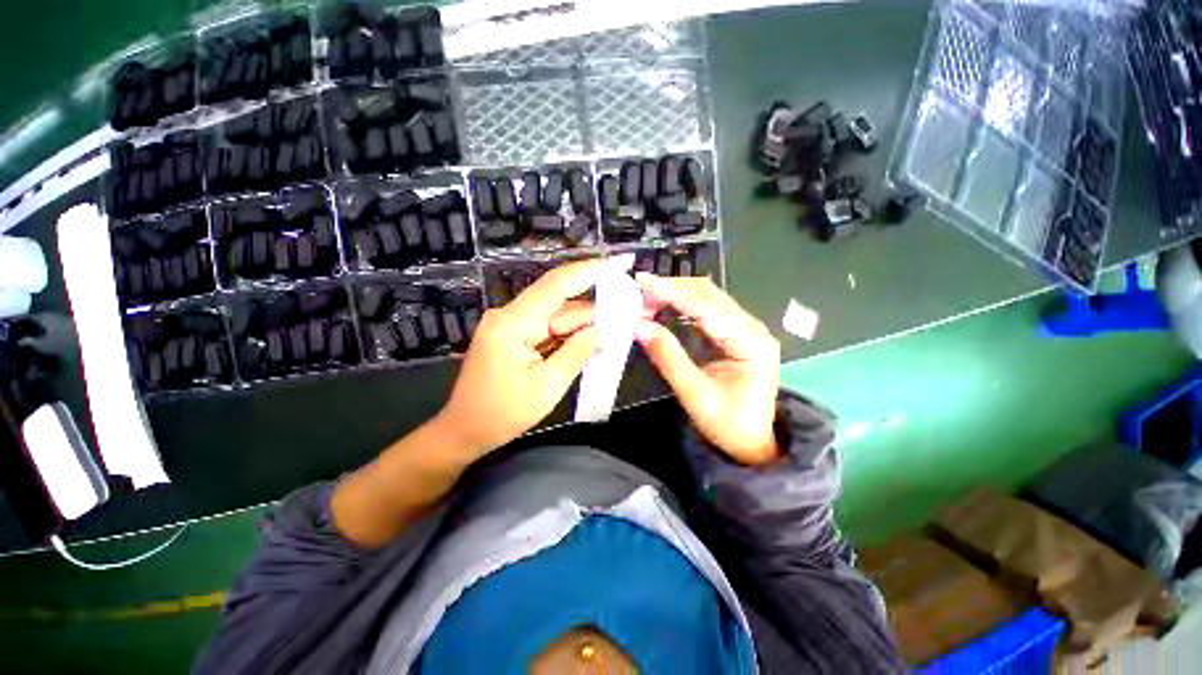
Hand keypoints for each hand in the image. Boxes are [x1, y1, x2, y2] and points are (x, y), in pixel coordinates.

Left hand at [432, 259, 623, 457]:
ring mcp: (511, 325)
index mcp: (512, 324)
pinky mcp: (515, 335)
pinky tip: (595, 335)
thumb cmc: (502, 415)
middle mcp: (510, 316)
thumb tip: (604, 328)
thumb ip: (577, 352)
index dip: (590, 271)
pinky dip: (571, 333)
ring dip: (586, 320)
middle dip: (596, 303)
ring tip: (619, 321)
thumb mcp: (547, 386)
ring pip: (557, 315)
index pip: (556, 285)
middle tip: (630, 305)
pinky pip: (549, 328)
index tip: (619, 263)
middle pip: (560, 301)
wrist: (464, 431)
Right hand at [634, 274, 780, 464]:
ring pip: (708, 297)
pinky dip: (683, 305)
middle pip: (709, 294)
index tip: (642, 283)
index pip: (705, 308)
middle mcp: (752, 328)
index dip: (672, 293)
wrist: (753, 442)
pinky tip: (664, 308)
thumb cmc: (727, 424)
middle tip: (639, 293)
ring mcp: (746, 328)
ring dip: (676, 294)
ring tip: (646, 300)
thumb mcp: (694, 394)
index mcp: (750, 343)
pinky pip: (707, 309)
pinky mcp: (736, 333)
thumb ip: (667, 357)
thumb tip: (638, 325)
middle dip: (672, 289)